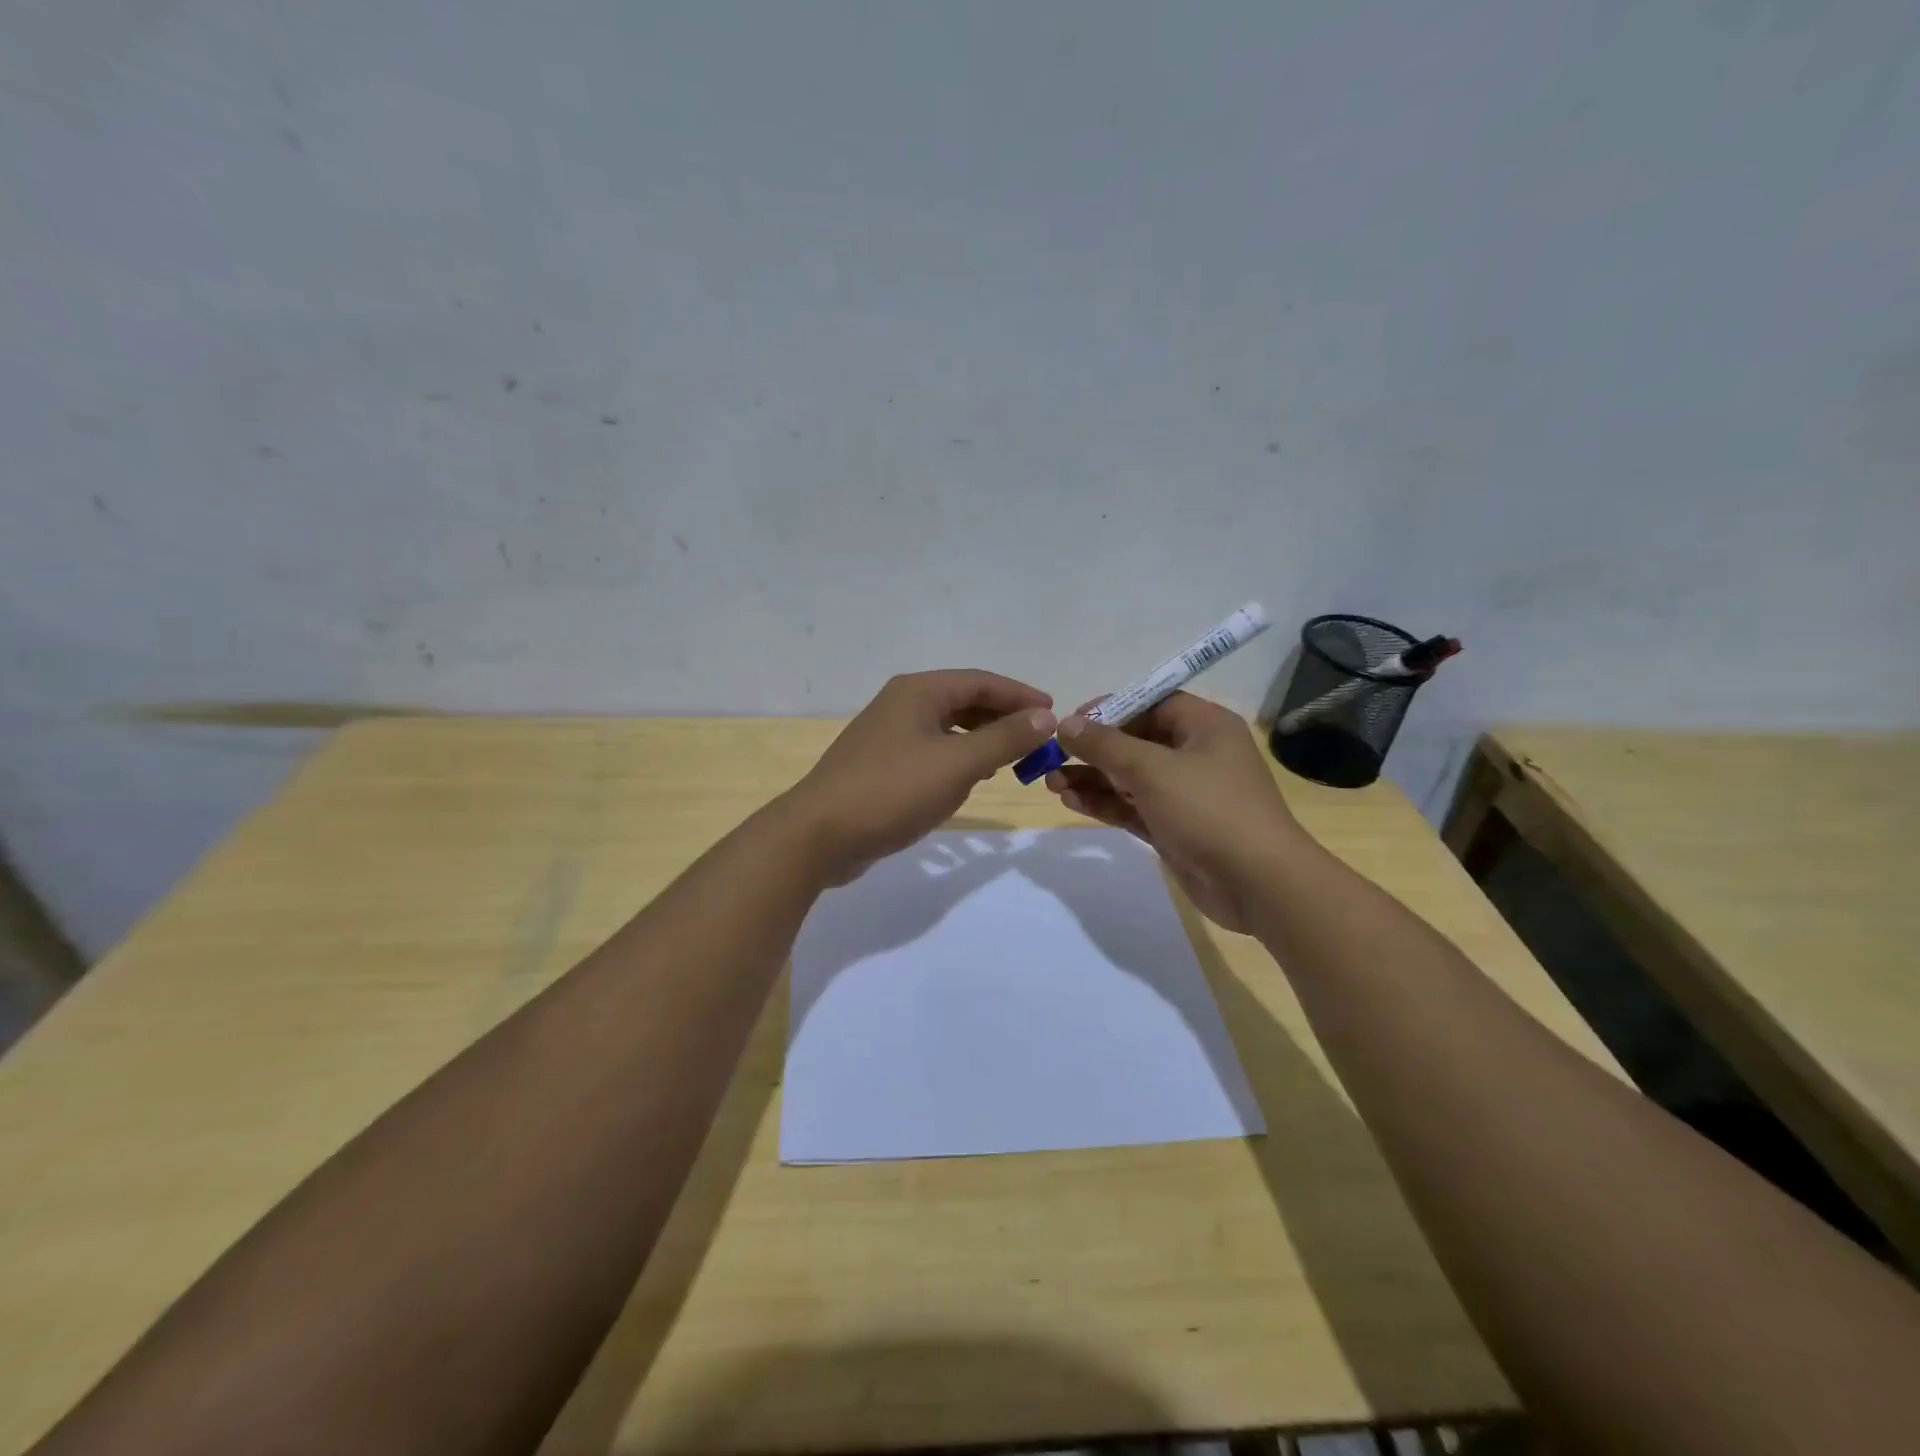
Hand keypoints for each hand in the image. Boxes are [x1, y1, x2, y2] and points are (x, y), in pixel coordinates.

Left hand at [785, 670, 1056, 883]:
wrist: (819, 835)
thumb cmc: (892, 791)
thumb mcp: (957, 764)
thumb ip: (1004, 738)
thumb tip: (1045, 716)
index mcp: (918, 692)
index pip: (981, 681)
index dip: (1020, 695)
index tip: (1054, 713)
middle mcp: (902, 704)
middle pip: (963, 701)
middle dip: (1003, 717)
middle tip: (1037, 739)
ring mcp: (888, 736)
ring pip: (947, 728)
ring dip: (982, 739)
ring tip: (1012, 759)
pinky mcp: (881, 766)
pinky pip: (932, 751)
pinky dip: (958, 758)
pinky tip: (971, 779)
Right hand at [1045, 692, 1299, 932]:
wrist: (1258, 884)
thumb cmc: (1209, 809)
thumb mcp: (1152, 769)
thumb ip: (1105, 745)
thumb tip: (1066, 723)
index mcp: (1204, 726)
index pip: (1151, 704)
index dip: (1110, 709)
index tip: (1071, 722)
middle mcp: (1195, 754)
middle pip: (1135, 741)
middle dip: (1093, 750)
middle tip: (1052, 756)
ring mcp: (1184, 794)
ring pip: (1129, 777)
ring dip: (1092, 779)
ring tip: (1050, 782)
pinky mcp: (1174, 827)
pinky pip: (1132, 807)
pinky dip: (1105, 803)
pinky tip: (1071, 801)